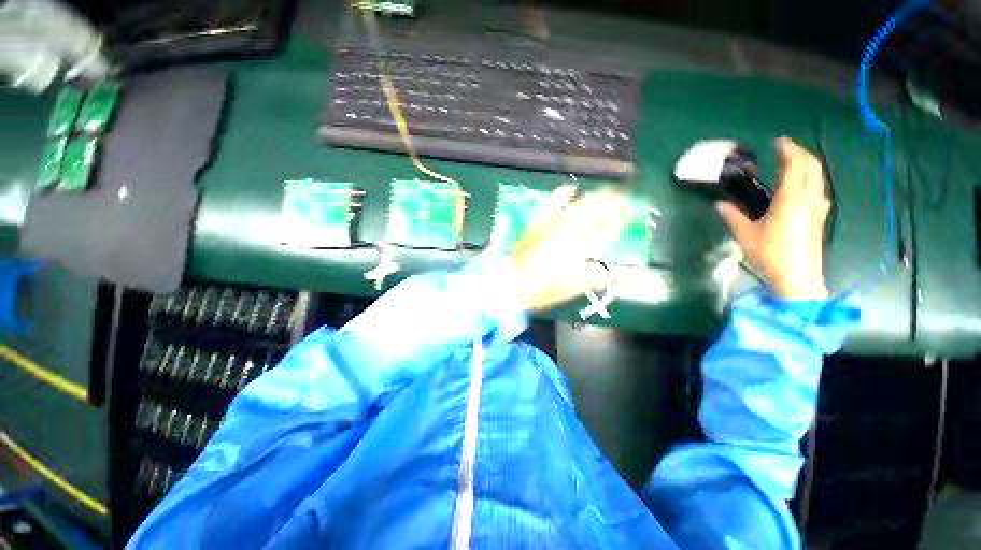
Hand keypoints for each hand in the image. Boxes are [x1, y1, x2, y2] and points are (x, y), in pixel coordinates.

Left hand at [511, 186, 627, 309]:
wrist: (512, 283)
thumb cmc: (545, 288)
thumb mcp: (575, 287)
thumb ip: (601, 278)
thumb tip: (626, 274)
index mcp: (579, 248)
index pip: (607, 230)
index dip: (620, 221)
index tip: (629, 214)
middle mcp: (568, 231)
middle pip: (596, 210)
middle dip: (613, 202)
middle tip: (623, 199)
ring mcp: (552, 223)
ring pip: (579, 203)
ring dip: (596, 196)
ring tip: (607, 193)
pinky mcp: (538, 221)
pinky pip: (552, 202)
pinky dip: (563, 192)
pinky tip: (571, 188)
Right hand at [716, 138, 830, 299]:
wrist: (798, 277)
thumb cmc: (770, 255)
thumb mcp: (746, 235)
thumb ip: (733, 216)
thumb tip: (720, 204)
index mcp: (790, 200)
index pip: (795, 165)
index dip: (788, 150)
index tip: (777, 142)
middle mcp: (809, 199)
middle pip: (812, 166)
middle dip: (800, 153)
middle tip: (784, 149)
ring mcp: (818, 208)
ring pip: (818, 177)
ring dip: (807, 165)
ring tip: (791, 164)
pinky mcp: (820, 218)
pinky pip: (819, 190)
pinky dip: (811, 180)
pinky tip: (801, 188)